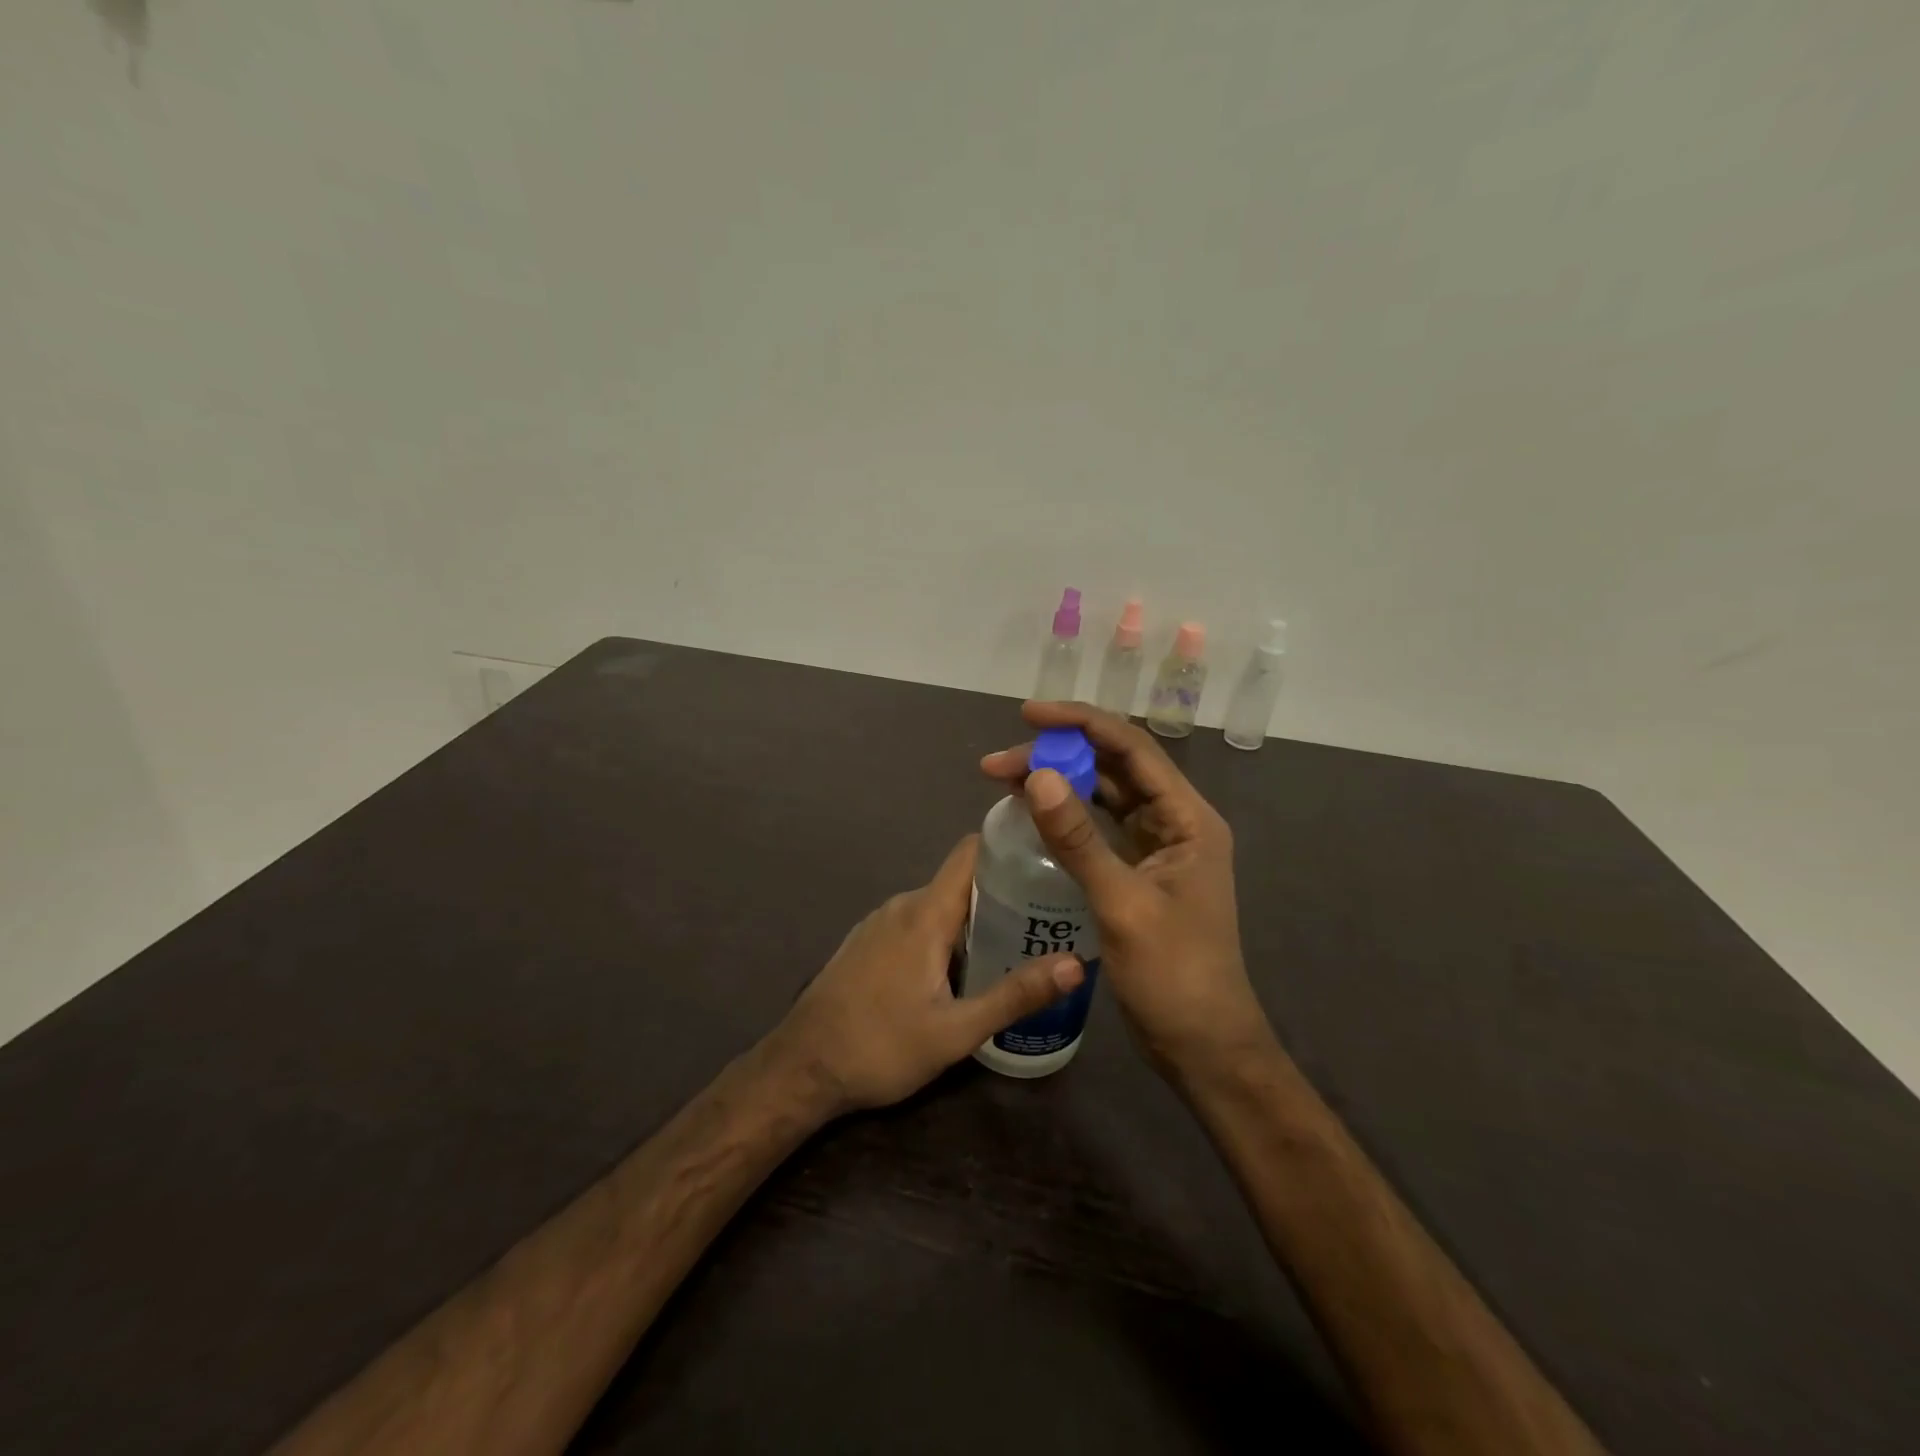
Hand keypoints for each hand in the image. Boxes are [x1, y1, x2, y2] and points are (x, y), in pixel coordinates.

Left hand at [764, 835, 1084, 1116]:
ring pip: (939, 905)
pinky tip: (963, 968)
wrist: (800, 1069)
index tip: (1048, 854)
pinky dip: (946, 933)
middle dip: (1003, 892)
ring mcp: (880, 923)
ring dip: (974, 917)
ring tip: (1016, 943)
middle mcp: (902, 905)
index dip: (1008, 845)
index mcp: (926, 913)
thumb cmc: (879, 1047)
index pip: (971, 852)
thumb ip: (1015, 995)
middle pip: (961, 881)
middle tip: (1047, 915)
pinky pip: (917, 923)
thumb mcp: (955, 1031)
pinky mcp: (868, 943)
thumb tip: (1075, 965)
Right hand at [981, 702, 1272, 1081]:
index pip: (1132, 748)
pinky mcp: (1138, 872)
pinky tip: (1031, 814)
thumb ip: (1079, 840)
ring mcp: (1157, 847)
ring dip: (1058, 783)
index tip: (1027, 716)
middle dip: (1058, 755)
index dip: (1080, 723)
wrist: (1201, 1045)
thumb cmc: (1173, 976)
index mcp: (1188, 819)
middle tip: (997, 763)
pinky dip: (1065, 816)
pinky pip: (1098, 829)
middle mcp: (1175, 822)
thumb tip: (1038, 777)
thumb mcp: (1122, 905)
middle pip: (1114, 767)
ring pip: (1103, 795)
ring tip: (1002, 779)